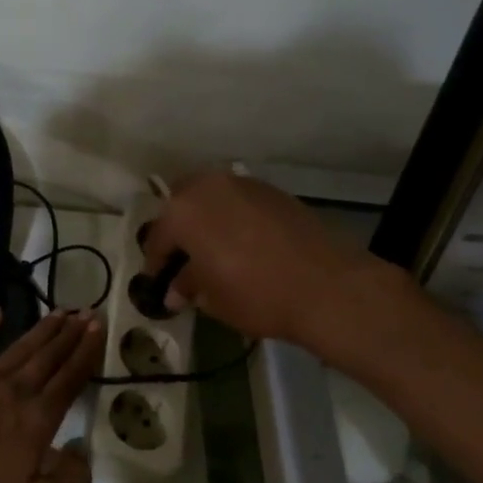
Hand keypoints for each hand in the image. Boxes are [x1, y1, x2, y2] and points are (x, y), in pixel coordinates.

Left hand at [0, 308, 102, 482]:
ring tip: (59, 310)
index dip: (87, 352)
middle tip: (86, 311)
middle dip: (70, 333)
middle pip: (49, 356)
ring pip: (19, 348)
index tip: (98, 327)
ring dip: (41, 328)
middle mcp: (15, 392)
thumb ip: (71, 481)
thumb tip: (82, 451)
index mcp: (38, 419)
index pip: (71, 378)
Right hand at [141, 168, 413, 361]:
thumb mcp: (211, 298)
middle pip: (181, 206)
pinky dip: (233, 218)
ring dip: (206, 220)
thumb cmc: (255, 294)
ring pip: (211, 198)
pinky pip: (239, 202)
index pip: (157, 237)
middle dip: (179, 231)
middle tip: (183, 260)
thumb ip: (187, 287)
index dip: (155, 263)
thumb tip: (175, 291)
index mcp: (182, 211)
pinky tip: (242, 244)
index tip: (158, 282)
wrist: (326, 286)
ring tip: (213, 251)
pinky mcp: (273, 191)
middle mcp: (208, 186)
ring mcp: (243, 184)